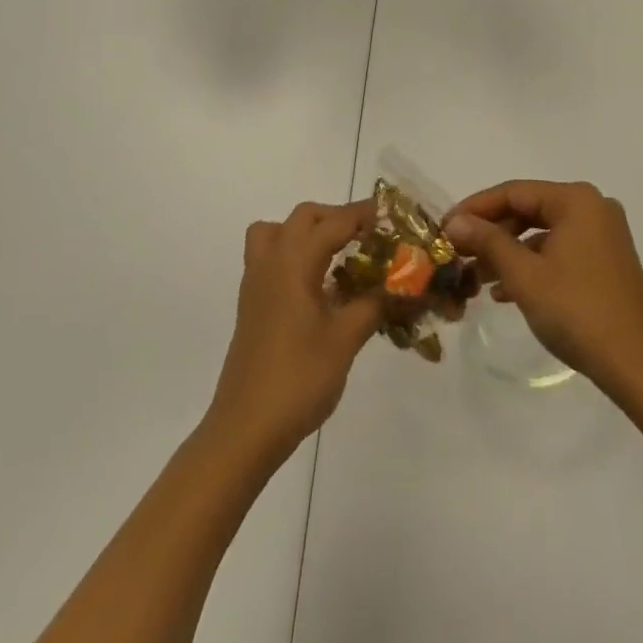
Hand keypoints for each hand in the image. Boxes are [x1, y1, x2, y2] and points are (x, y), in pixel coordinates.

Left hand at [203, 200, 383, 464]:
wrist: (245, 429)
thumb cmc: (298, 379)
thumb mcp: (345, 339)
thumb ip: (373, 304)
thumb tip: (398, 285)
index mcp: (294, 262)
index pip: (333, 222)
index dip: (362, 214)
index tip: (390, 213)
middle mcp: (271, 262)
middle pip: (303, 217)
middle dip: (336, 217)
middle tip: (366, 236)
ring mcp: (256, 283)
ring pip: (277, 232)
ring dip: (307, 232)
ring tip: (336, 255)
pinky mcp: (252, 305)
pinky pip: (270, 258)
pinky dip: (294, 255)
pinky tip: (318, 288)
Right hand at [445, 181, 642, 402]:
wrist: (637, 367)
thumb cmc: (577, 312)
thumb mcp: (524, 275)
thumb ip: (487, 241)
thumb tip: (455, 221)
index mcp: (577, 200)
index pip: (514, 192)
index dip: (476, 208)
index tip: (445, 227)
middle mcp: (593, 207)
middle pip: (529, 210)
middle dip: (492, 233)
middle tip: (459, 253)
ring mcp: (603, 234)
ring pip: (542, 232)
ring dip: (509, 252)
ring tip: (477, 277)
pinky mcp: (607, 260)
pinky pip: (559, 250)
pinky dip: (532, 264)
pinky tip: (506, 290)